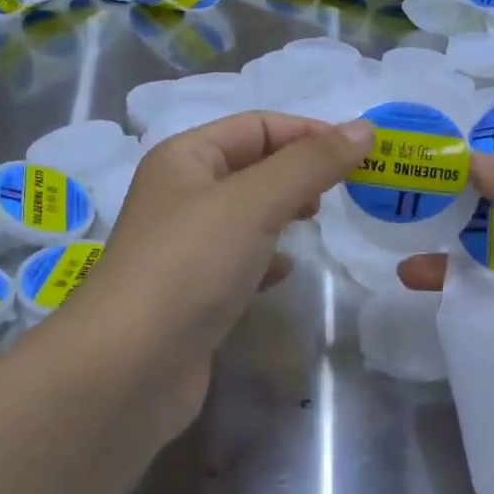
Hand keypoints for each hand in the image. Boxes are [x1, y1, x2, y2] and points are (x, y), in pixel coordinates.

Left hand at [75, 111, 373, 443]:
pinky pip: (238, 260)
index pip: (256, 126)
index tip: (360, 153)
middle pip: (251, 167)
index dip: (308, 132)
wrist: (130, 367)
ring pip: (247, 216)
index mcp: (185, 158)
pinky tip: (284, 273)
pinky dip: (266, 260)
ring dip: (284, 214)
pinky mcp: (192, 292)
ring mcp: (184, 247)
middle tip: (343, 190)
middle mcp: (180, 195)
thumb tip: (364, 128)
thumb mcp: (255, 202)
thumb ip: (311, 164)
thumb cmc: (191, 265)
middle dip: (299, 174)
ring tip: (317, 224)